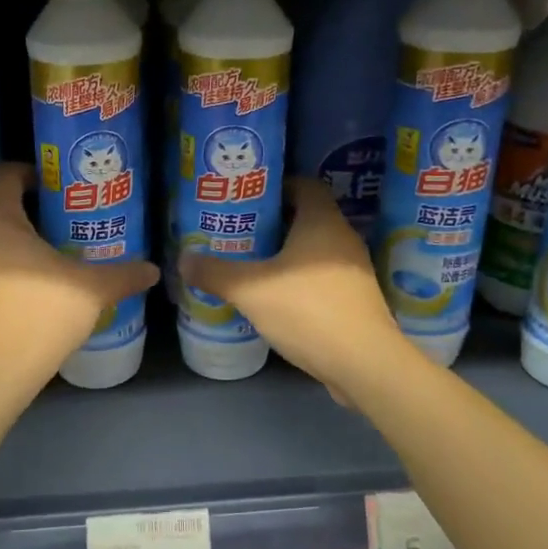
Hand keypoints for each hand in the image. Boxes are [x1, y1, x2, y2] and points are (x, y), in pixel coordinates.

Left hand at [0, 164, 158, 386]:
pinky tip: (34, 287)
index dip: (30, 173)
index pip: (5, 175)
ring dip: (17, 244)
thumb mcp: (91, 290)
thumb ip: (123, 275)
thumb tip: (153, 269)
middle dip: (30, 213)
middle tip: (64, 222)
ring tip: (52, 256)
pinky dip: (6, 269)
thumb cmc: (41, 311)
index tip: (56, 185)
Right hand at [180, 177, 403, 398]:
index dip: (276, 186)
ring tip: (252, 263)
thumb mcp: (251, 290)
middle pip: (308, 218)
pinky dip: (300, 280)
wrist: (364, 363)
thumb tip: (183, 260)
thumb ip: (215, 273)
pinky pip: (323, 277)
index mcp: (323, 222)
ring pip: (315, 250)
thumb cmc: (308, 311)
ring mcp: (354, 271)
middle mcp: (343, 239)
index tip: (248, 199)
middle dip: (275, 222)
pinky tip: (276, 297)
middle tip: (240, 231)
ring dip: (287, 254)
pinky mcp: (356, 300)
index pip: (304, 185)